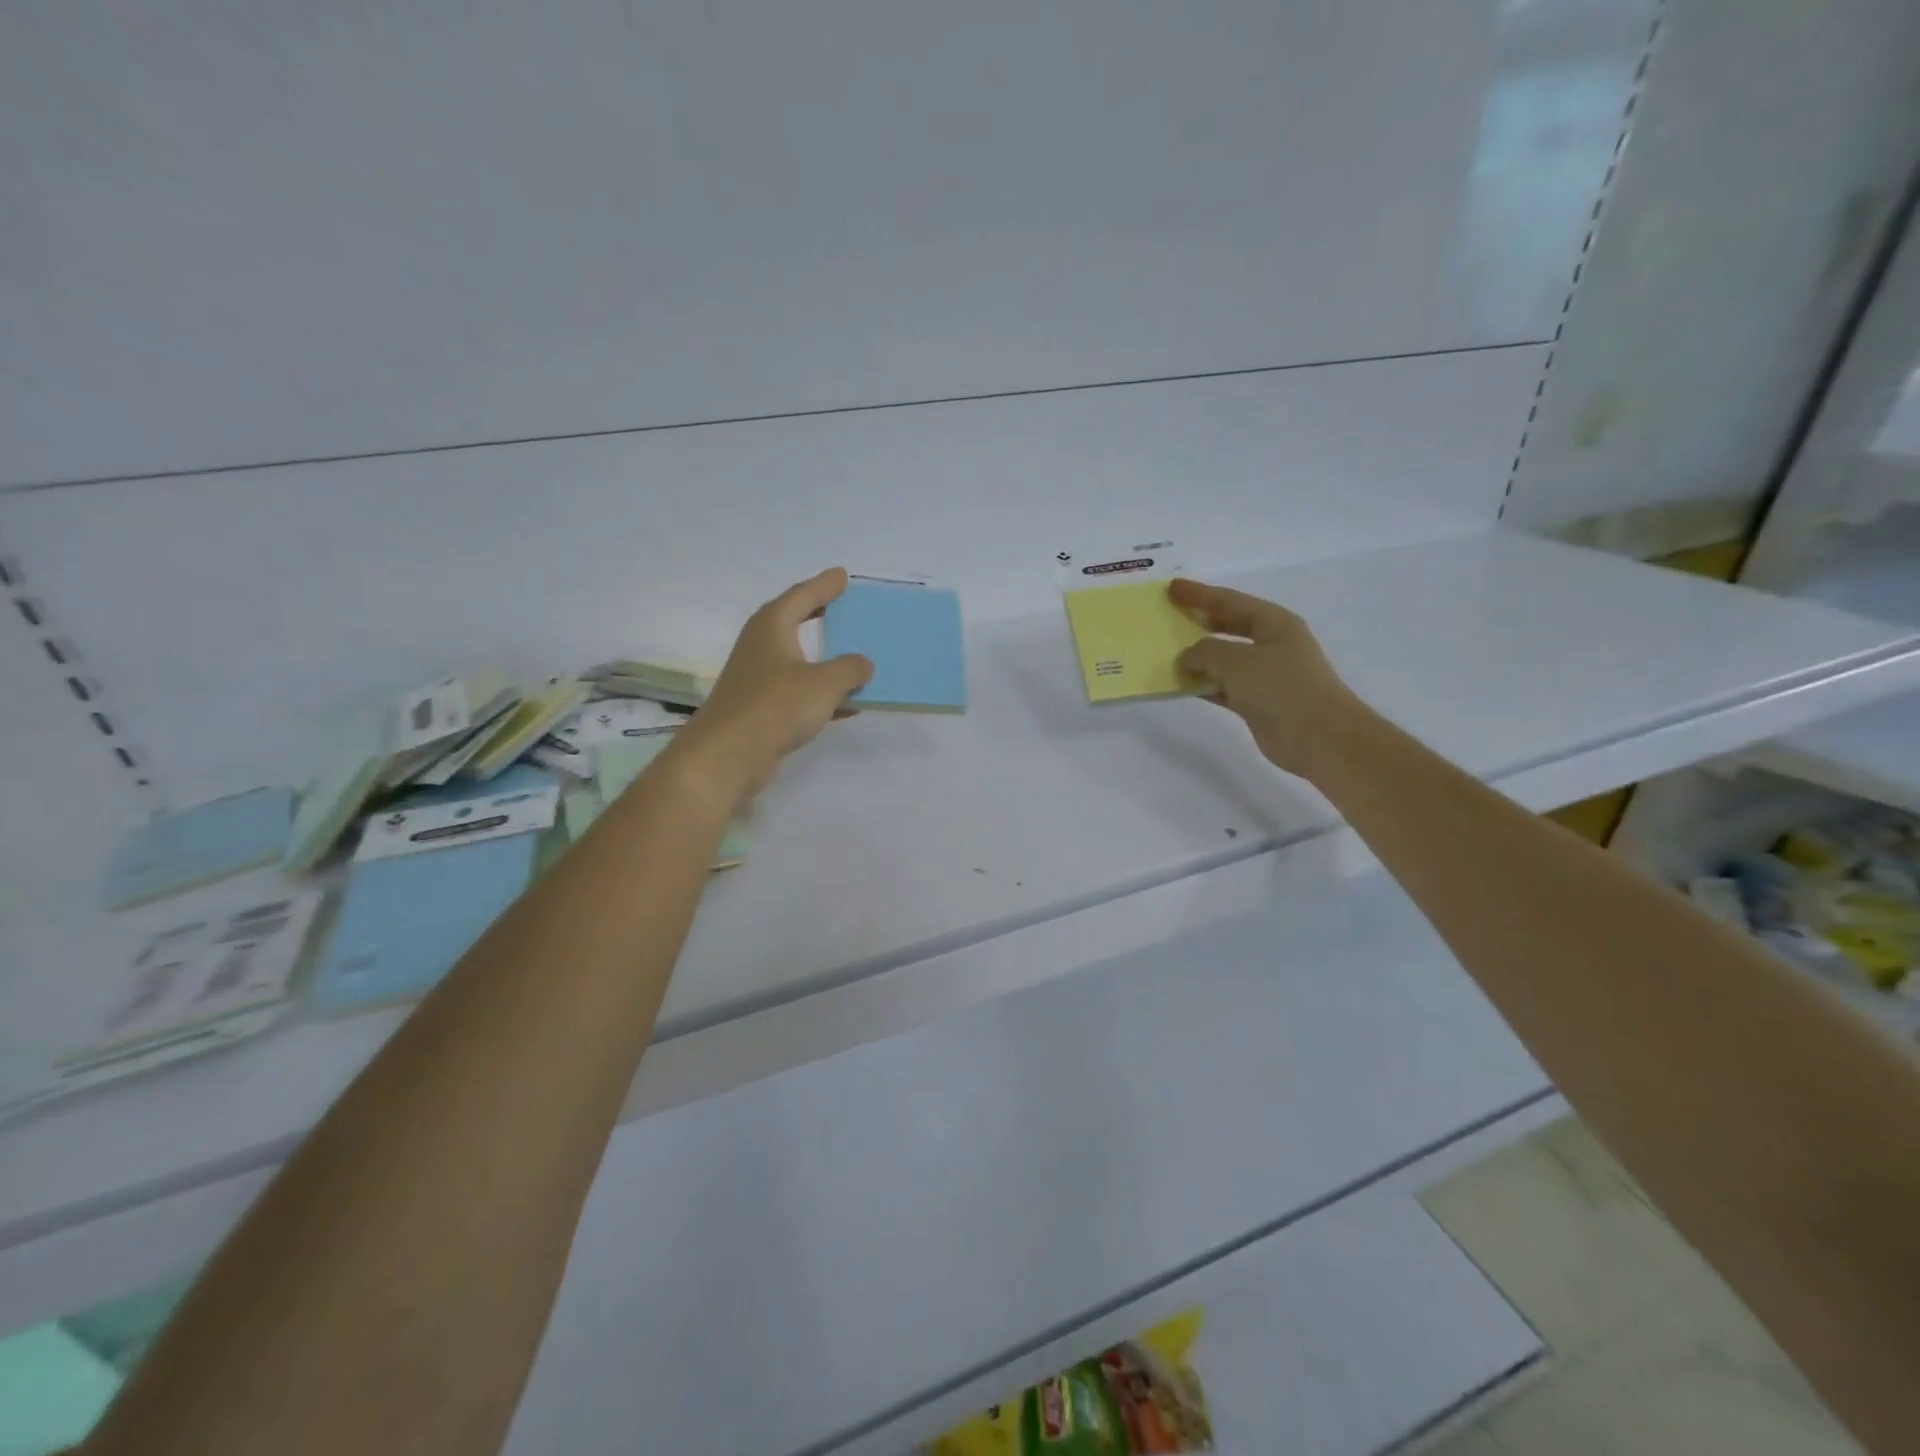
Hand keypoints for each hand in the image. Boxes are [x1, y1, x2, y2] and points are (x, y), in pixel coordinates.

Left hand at [676, 569, 873, 798]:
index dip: (824, 586)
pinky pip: (801, 692)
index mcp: (773, 627)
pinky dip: (825, 693)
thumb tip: (863, 664)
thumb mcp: (824, 683)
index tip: (843, 576)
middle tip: (845, 605)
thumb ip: (850, 669)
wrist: (728, 755)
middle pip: (796, 622)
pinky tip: (849, 704)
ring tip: (856, 654)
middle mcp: (762, 646)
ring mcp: (760, 678)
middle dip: (820, 614)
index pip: (802, 596)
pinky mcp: (763, 708)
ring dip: (827, 659)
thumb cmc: (775, 706)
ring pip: (800, 660)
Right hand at [1170, 577, 1362, 779]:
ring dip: (1198, 656)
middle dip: (1200, 621)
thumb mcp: (1237, 661)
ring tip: (1168, 651)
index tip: (1172, 588)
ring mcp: (1266, 675)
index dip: (1200, 594)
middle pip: (1229, 626)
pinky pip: (1223, 686)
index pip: (1230, 601)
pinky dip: (1203, 684)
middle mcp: (1272, 645)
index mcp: (1274, 623)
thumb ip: (1205, 652)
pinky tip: (1181, 684)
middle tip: (1170, 615)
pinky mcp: (1258, 702)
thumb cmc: (1282, 688)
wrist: (1319, 737)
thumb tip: (1187, 657)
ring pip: (1224, 659)